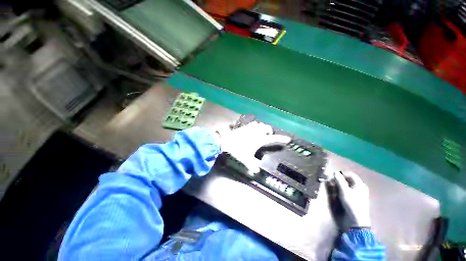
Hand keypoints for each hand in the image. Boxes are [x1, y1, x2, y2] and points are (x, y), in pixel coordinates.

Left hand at [217, 121, 290, 174]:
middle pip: (267, 128)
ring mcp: (251, 128)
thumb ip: (252, 165)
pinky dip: (256, 125)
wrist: (227, 141)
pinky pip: (253, 123)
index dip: (281, 139)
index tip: (288, 139)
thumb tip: (256, 172)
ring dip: (263, 127)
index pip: (273, 139)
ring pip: (261, 124)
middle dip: (270, 132)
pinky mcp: (245, 126)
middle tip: (269, 136)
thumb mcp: (246, 159)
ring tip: (262, 132)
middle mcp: (257, 132)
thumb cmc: (238, 149)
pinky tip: (254, 129)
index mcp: (259, 139)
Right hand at [334, 170, 370, 227]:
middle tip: (331, 182)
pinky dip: (341, 191)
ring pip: (346, 186)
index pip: (350, 174)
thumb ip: (339, 180)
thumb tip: (335, 172)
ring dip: (339, 186)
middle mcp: (360, 188)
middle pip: (348, 180)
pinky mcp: (354, 200)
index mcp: (360, 185)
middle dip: (339, 180)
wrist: (356, 221)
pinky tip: (337, 194)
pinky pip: (347, 192)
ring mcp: (358, 194)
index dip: (341, 174)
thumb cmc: (352, 204)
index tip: (332, 176)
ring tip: (333, 188)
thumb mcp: (344, 191)